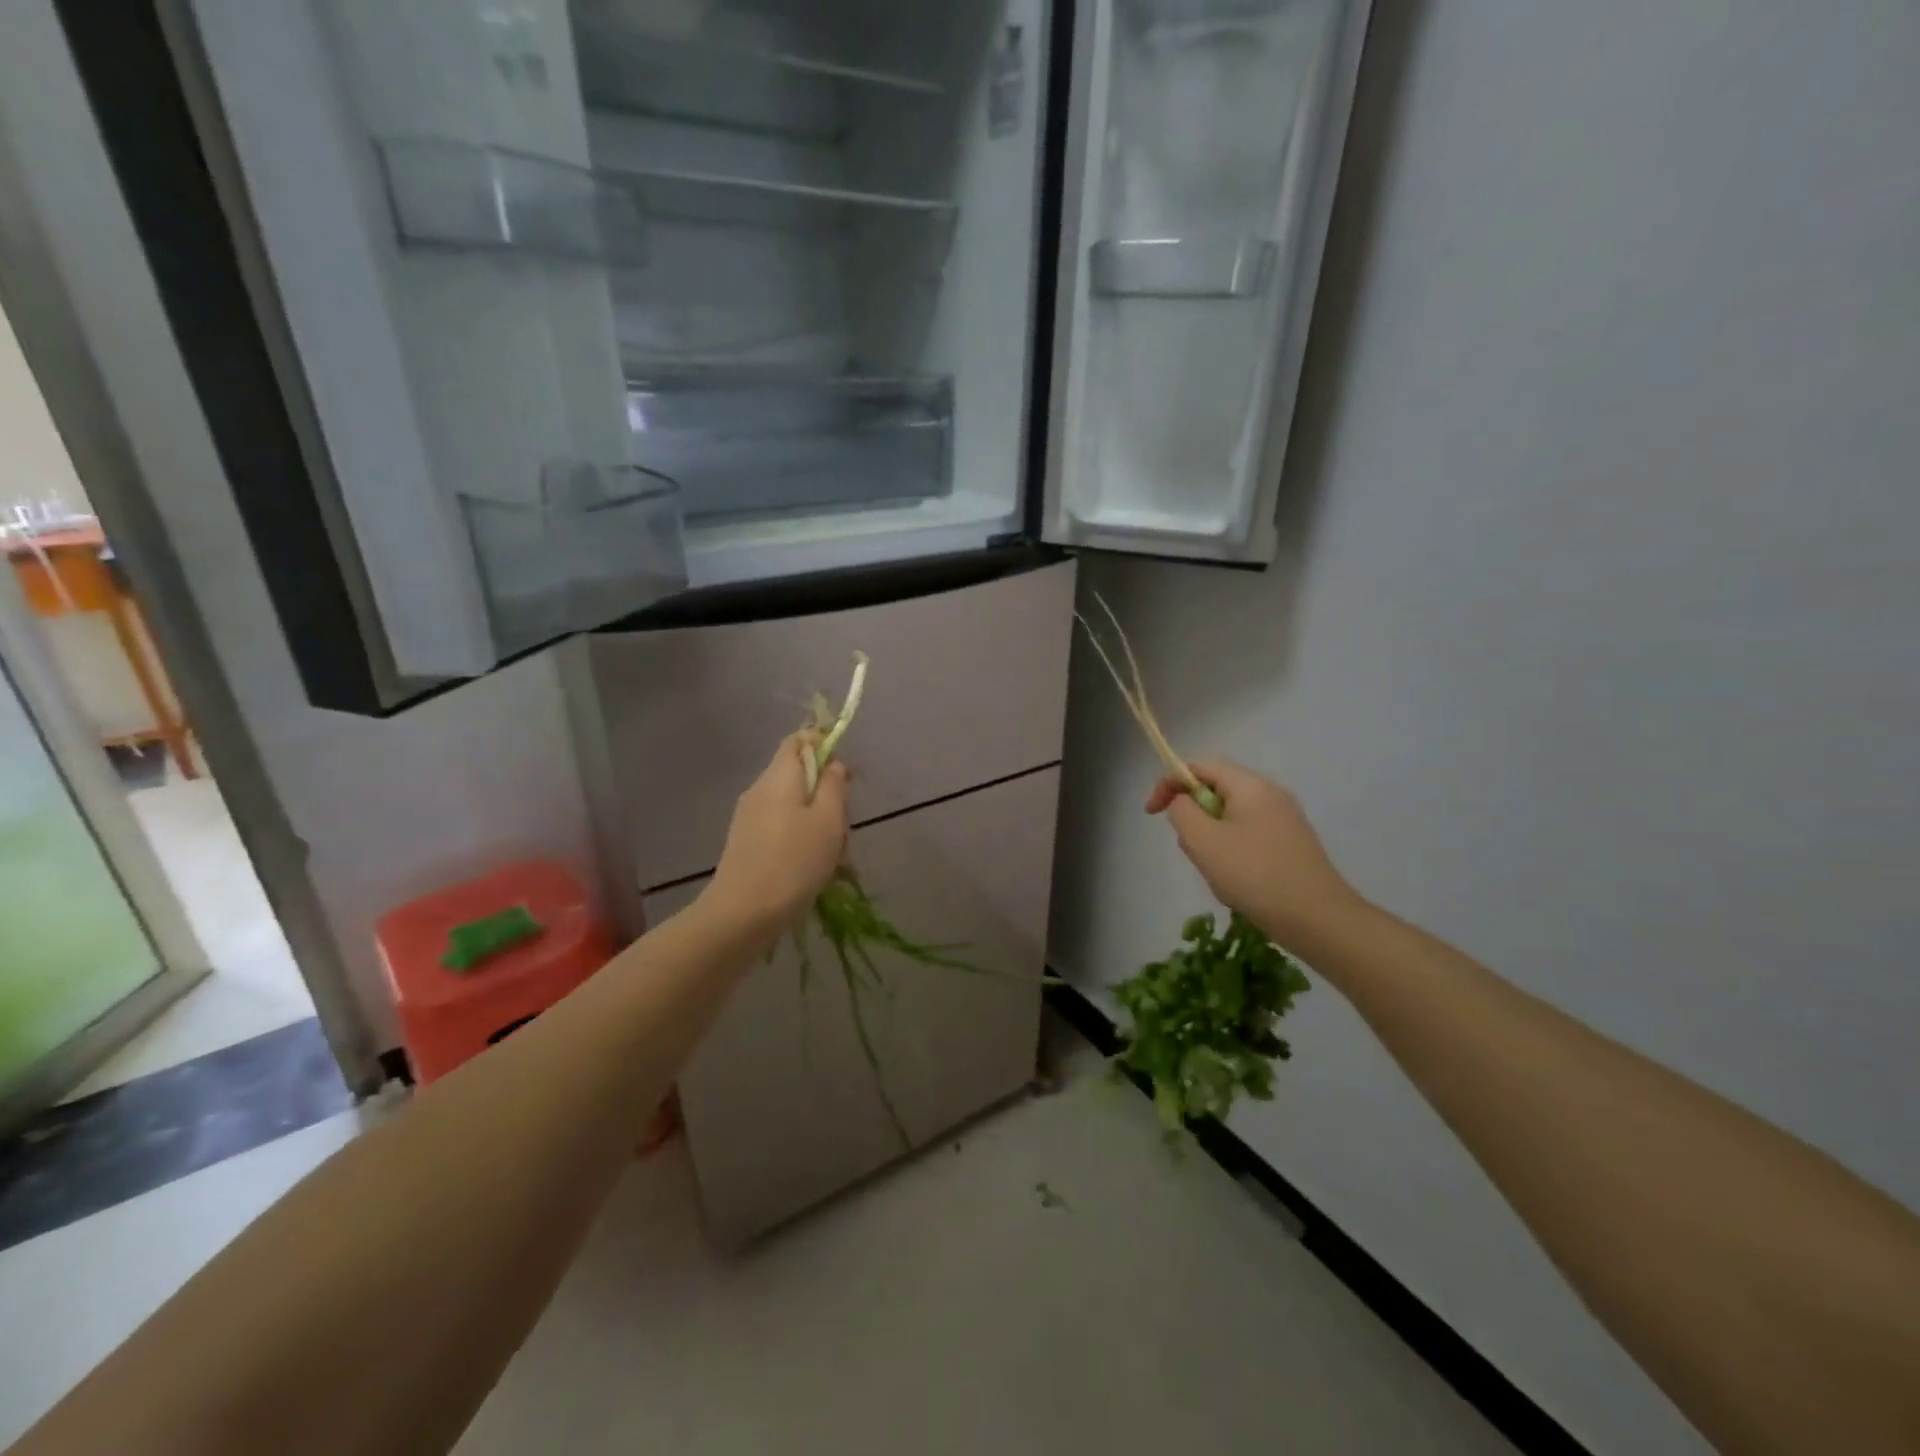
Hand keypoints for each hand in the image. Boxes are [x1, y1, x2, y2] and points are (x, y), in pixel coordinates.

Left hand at [707, 735, 849, 930]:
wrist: (743, 914)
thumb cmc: (794, 862)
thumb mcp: (828, 820)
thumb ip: (834, 785)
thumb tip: (833, 764)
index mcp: (779, 777)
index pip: (798, 740)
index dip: (824, 745)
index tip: (846, 774)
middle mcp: (759, 790)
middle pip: (798, 774)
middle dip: (826, 793)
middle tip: (843, 824)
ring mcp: (749, 817)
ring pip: (792, 804)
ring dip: (817, 820)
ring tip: (832, 854)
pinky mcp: (746, 843)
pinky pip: (780, 826)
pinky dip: (800, 838)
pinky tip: (812, 868)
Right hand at [1147, 759, 1363, 943]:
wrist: (1318, 919)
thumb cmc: (1254, 874)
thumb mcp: (1203, 840)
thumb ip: (1181, 811)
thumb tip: (1181, 802)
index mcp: (1249, 785)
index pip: (1198, 766)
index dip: (1168, 783)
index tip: (1152, 813)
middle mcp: (1270, 794)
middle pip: (1215, 790)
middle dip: (1193, 817)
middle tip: (1191, 850)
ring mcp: (1284, 819)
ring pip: (1229, 817)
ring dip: (1211, 840)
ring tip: (1217, 873)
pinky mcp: (1290, 844)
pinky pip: (1248, 837)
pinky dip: (1231, 853)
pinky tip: (1237, 884)